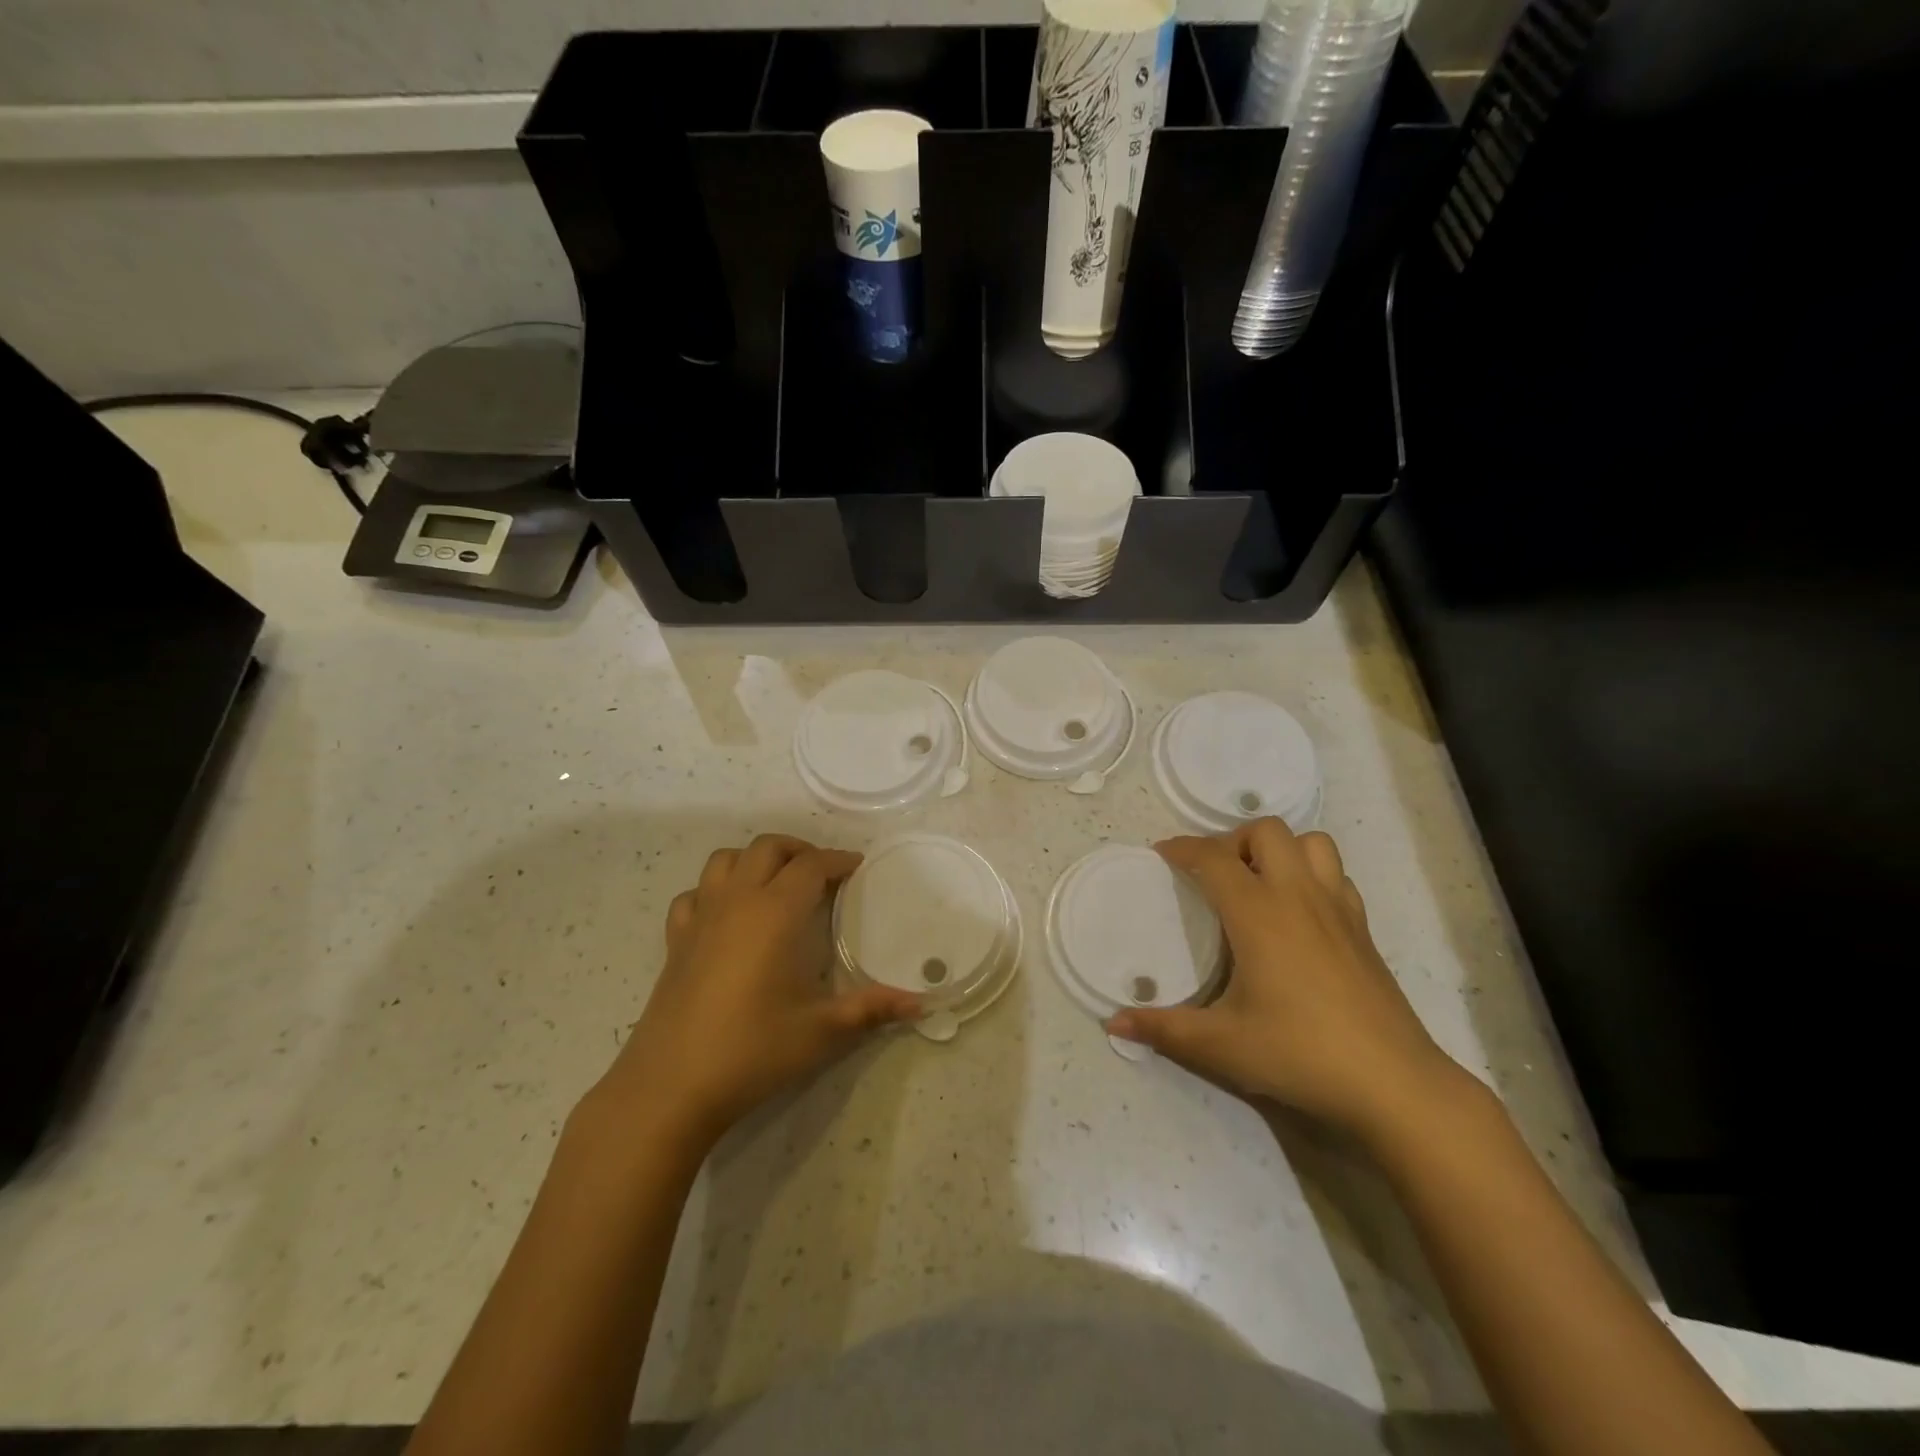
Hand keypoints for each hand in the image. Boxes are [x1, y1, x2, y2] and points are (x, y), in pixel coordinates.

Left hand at [595, 834, 919, 1147]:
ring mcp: (700, 918)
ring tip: (776, 882)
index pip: (812, 865)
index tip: (857, 866)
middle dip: (799, 850)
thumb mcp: (823, 1031)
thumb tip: (921, 1004)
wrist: (672, 1086)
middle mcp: (737, 901)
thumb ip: (873, 1009)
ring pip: (725, 860)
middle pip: (768, 848)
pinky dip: (714, 890)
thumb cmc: (754, 1050)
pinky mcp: (675, 941)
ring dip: (755, 860)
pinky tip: (727, 915)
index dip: (837, 860)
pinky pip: (694, 894)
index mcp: (775, 912)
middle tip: (822, 874)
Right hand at [1106, 819, 1468, 1145]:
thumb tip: (1114, 1023)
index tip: (1163, 853)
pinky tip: (1299, 912)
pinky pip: (1336, 875)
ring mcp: (1338, 909)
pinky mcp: (1363, 929)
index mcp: (1258, 914)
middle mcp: (1298, 896)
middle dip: (1233, 840)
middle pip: (1266, 831)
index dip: (1184, 848)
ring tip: (1259, 882)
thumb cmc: (1299, 1053)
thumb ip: (1163, 1029)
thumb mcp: (1221, 1046)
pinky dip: (1313, 874)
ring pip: (1312, 843)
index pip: (1214, 858)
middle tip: (1215, 875)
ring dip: (1280, 849)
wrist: (1393, 1083)